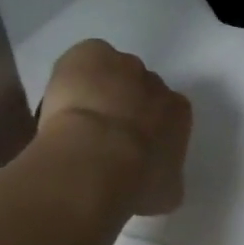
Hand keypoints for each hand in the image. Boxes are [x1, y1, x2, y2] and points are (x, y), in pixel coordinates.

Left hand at [39, 39, 191, 214]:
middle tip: (102, 133)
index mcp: (179, 114)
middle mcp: (157, 85)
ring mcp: (124, 65)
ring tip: (76, 115)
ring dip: (100, 88)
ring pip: (114, 72)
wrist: (97, 159)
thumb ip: (167, 179)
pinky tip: (64, 97)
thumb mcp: (165, 192)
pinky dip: (77, 71)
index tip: (131, 144)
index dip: (148, 127)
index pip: (168, 113)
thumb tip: (161, 183)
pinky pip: (89, 56)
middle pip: (142, 89)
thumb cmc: (136, 181)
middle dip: (126, 106)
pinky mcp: (93, 53)